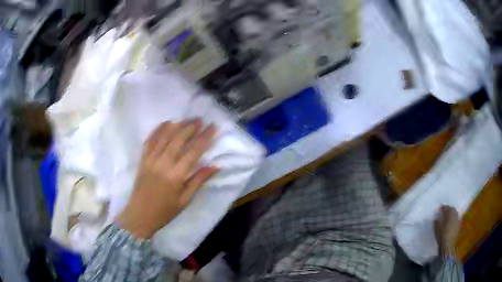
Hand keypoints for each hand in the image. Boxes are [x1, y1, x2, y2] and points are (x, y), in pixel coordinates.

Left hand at [116, 120, 217, 238]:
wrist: (140, 215)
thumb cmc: (165, 211)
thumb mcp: (185, 200)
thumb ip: (199, 181)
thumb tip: (215, 166)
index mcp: (176, 176)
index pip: (194, 151)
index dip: (205, 137)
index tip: (213, 127)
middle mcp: (163, 163)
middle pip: (179, 139)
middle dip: (191, 127)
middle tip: (201, 119)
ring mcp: (151, 159)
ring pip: (165, 136)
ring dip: (177, 125)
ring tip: (187, 119)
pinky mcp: (143, 159)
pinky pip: (150, 140)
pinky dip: (158, 129)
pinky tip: (166, 122)